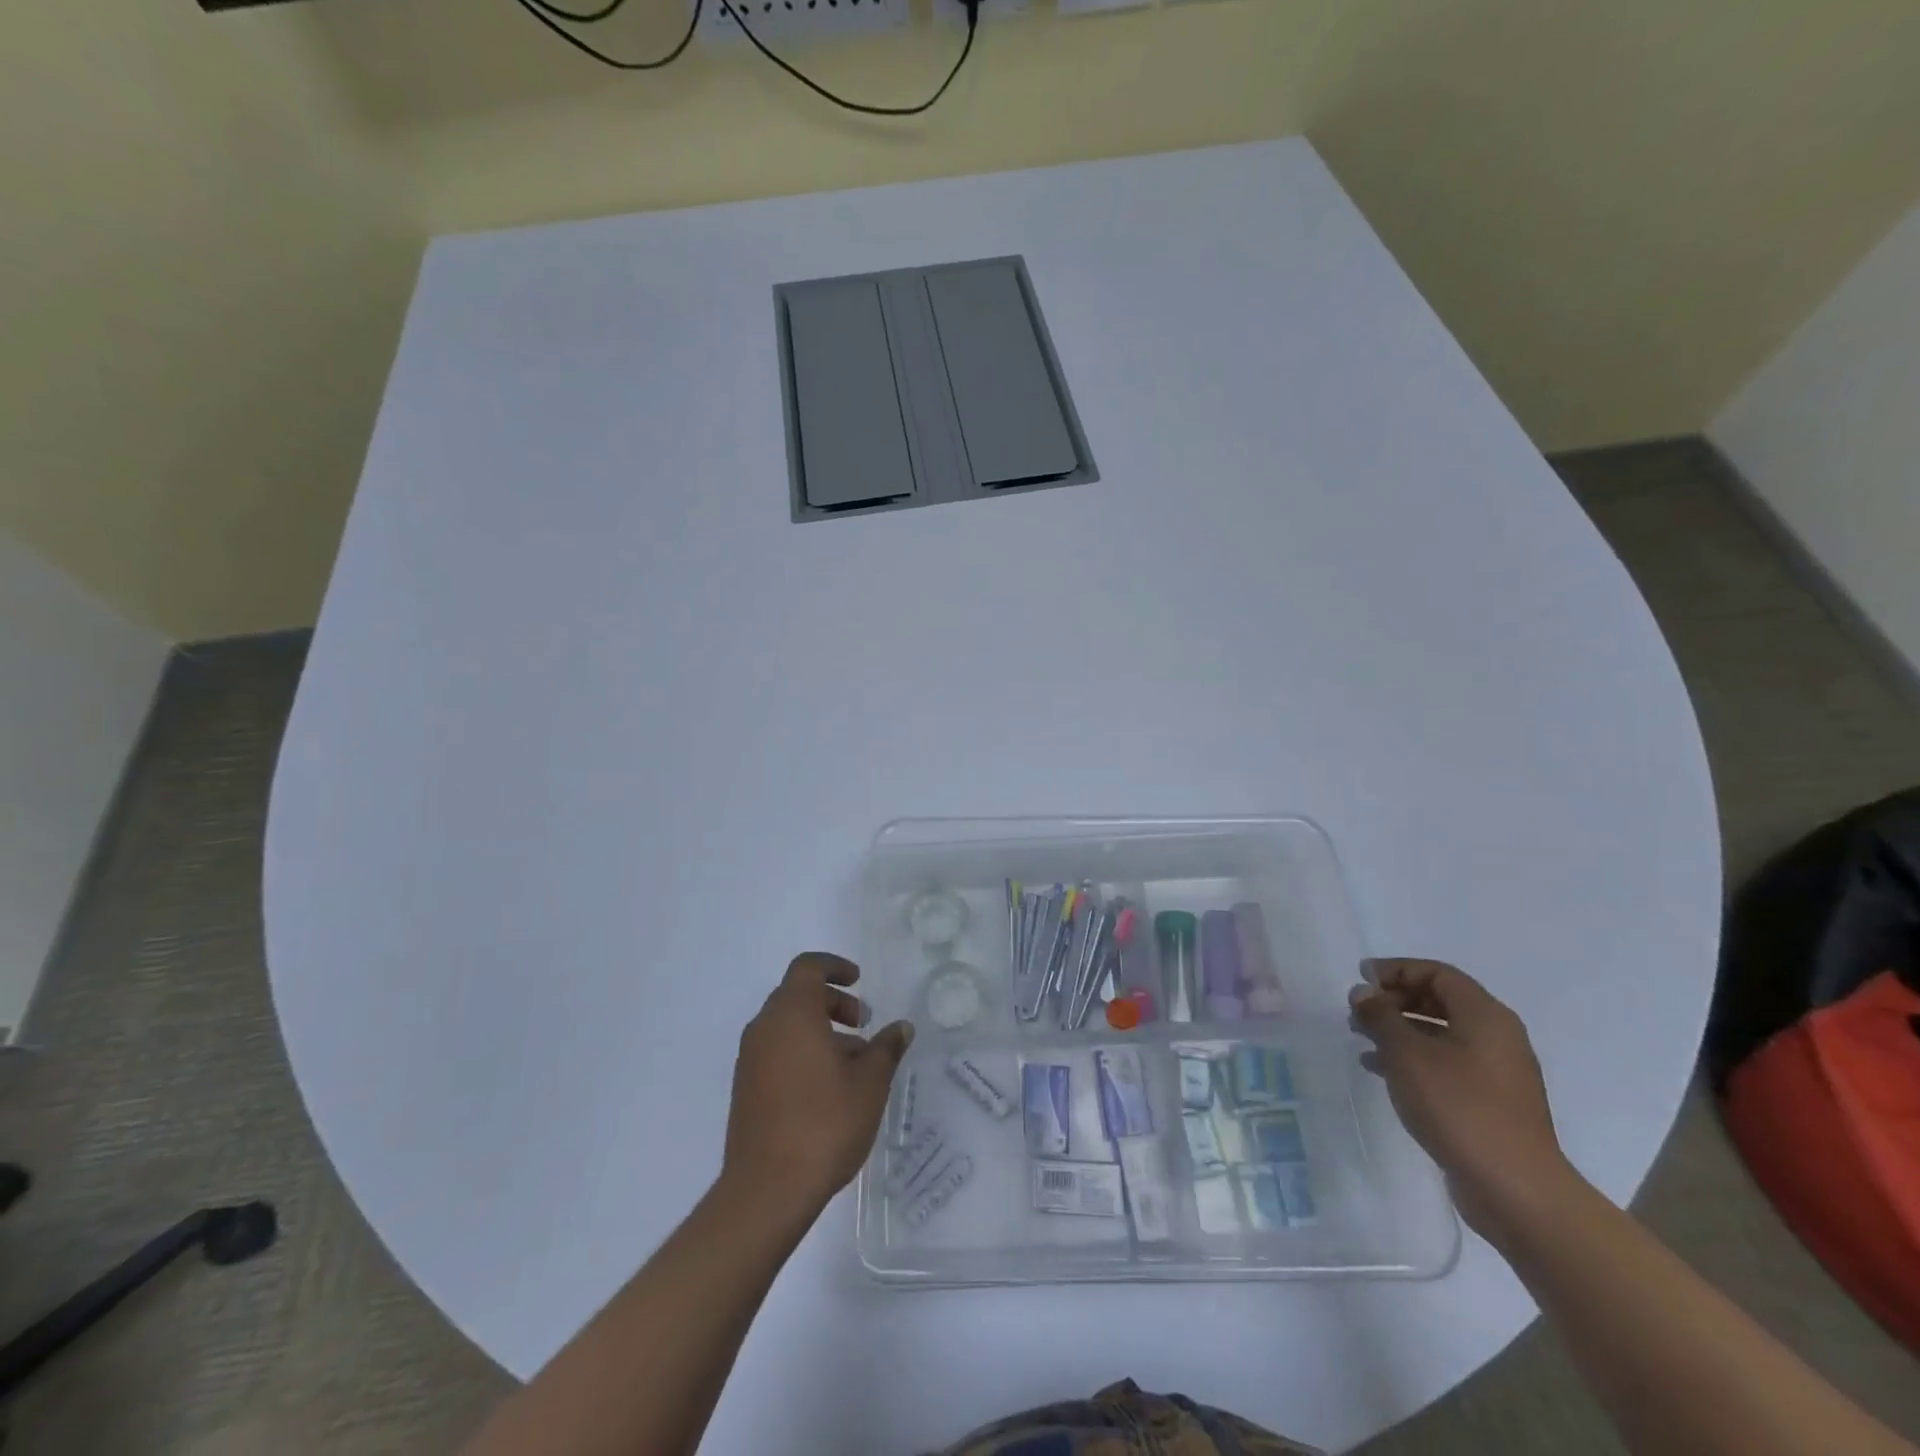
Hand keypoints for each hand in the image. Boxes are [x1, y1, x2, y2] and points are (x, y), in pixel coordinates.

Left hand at [722, 953, 912, 1224]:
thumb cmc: (824, 1123)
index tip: (858, 980)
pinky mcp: (746, 1088)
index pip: (807, 968)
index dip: (834, 967)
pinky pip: (777, 1052)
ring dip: (820, 1030)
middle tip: (863, 1023)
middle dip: (832, 1002)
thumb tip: (901, 1027)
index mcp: (792, 1014)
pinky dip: (802, 1052)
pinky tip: (829, 1087)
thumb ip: (886, 1048)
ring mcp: (751, 1060)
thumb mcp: (870, 1083)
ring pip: (787, 1026)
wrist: (767, 1190)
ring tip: (854, 1062)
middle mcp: (765, 1028)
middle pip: (797, 995)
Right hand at [1349, 958, 1569, 1236]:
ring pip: (1441, 1034)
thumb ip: (1380, 1016)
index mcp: (1485, 1016)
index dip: (1396, 970)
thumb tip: (1363, 991)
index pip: (1437, 973)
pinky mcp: (1491, 1102)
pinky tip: (1381, 1070)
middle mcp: (1497, 1036)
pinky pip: (1447, 1063)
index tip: (1360, 979)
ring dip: (1400, 1030)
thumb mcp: (1407, 1054)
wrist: (1516, 1190)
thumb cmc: (1459, 1108)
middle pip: (1440, 1000)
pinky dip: (1414, 1058)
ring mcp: (1497, 1072)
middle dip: (1395, 1000)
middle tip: (1359, 1011)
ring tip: (1362, 1039)